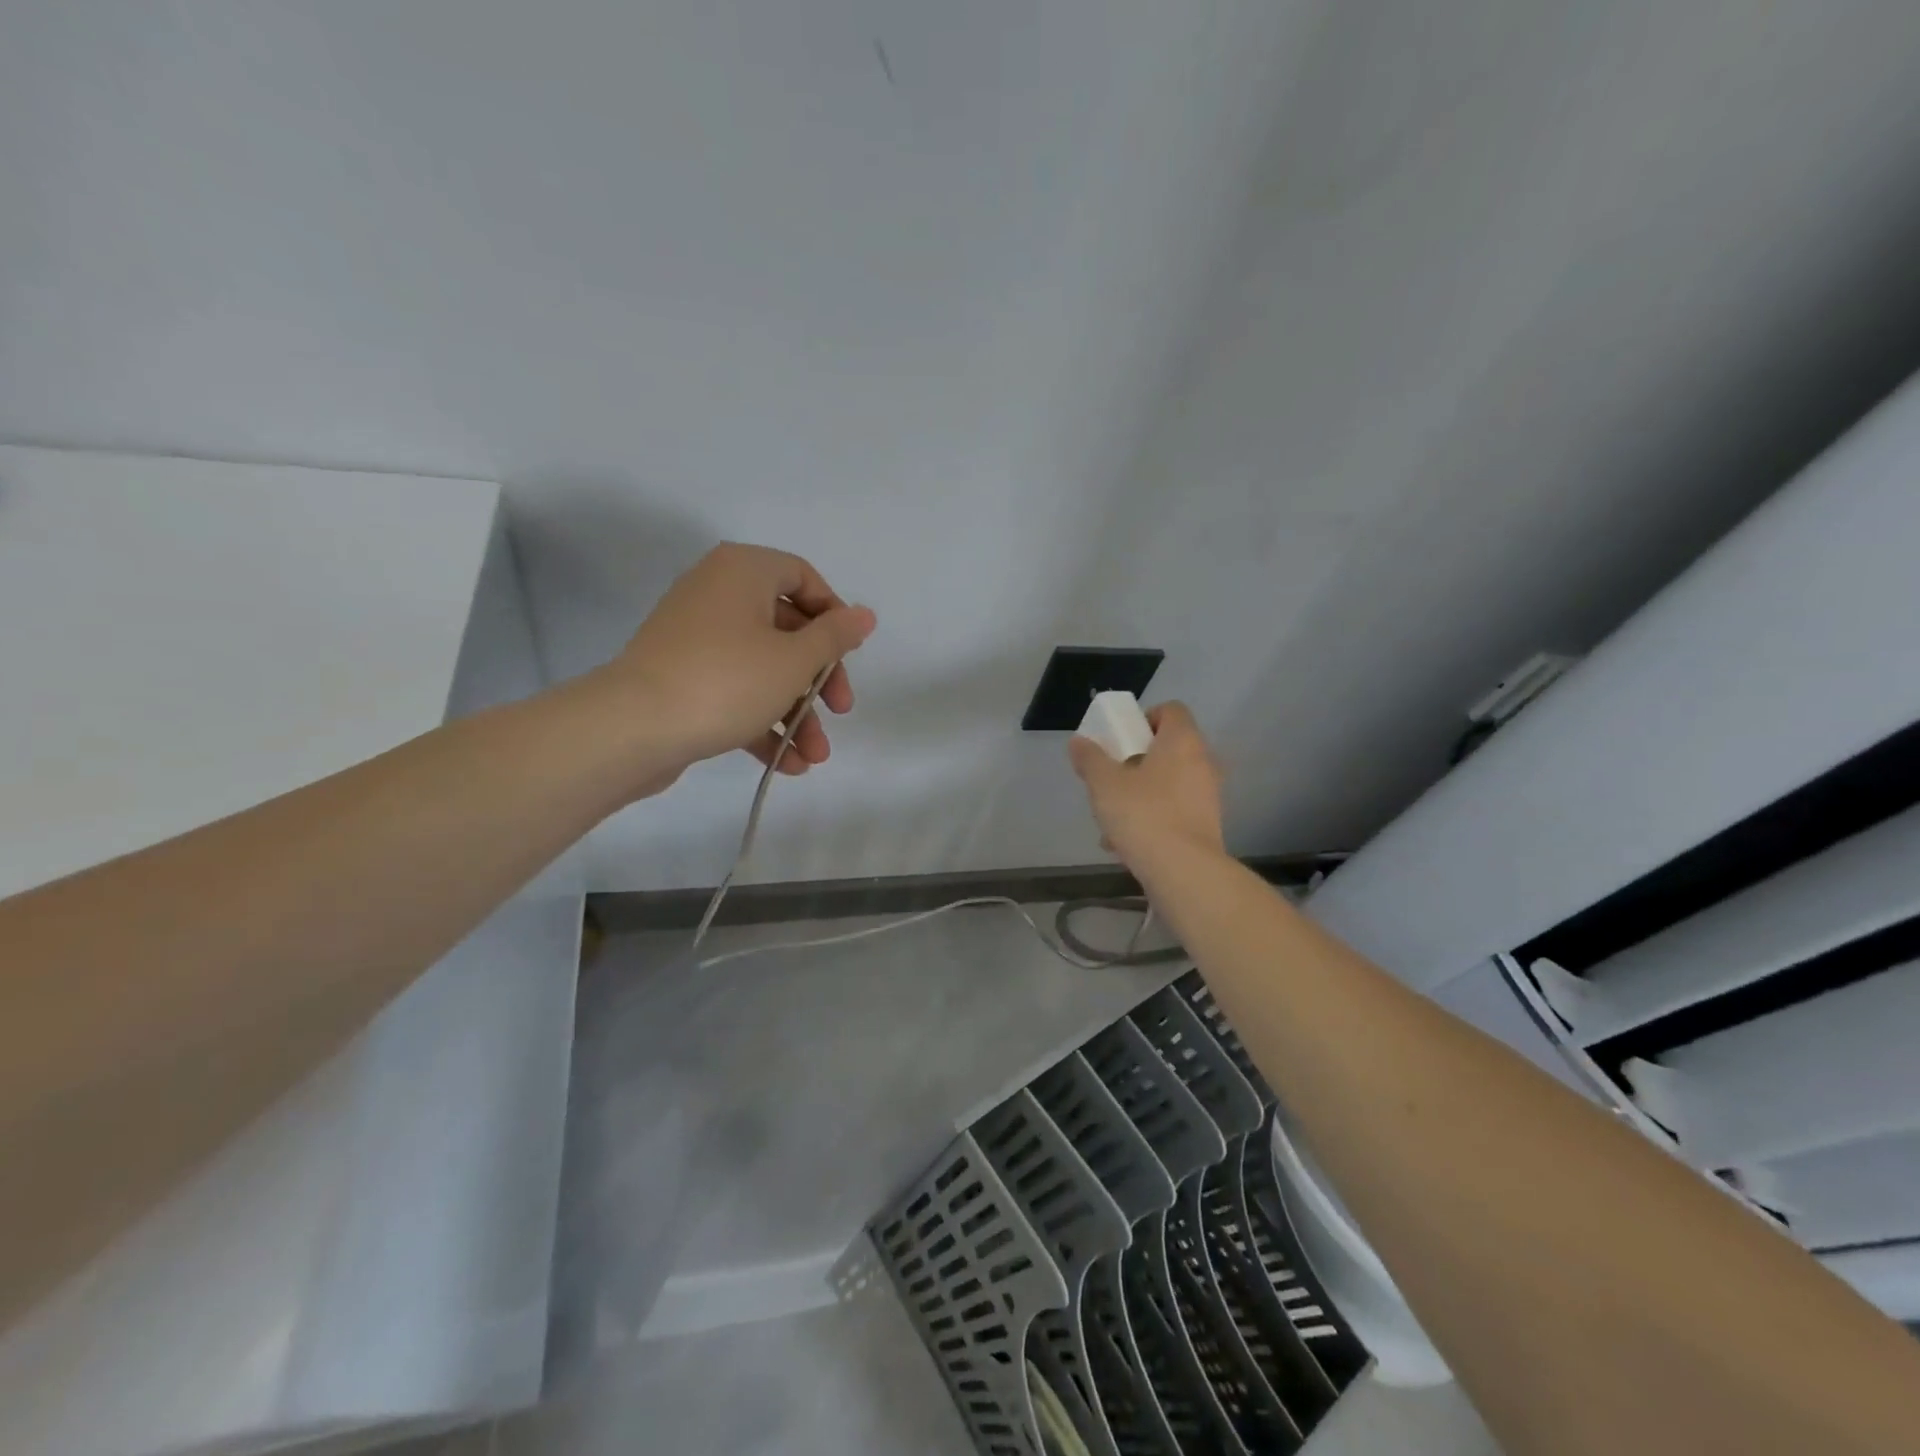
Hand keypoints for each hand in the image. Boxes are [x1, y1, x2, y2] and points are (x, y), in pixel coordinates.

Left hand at [601, 543, 875, 796]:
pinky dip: (762, 721)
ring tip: (814, 757)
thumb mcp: (794, 659)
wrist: (632, 729)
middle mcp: (718, 593)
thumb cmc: (727, 681)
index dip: (834, 616)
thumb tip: (864, 615)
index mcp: (743, 572)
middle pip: (787, 630)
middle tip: (840, 712)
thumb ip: (835, 636)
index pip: (803, 578)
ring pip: (762, 667)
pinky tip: (788, 763)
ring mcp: (696, 637)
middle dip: (818, 680)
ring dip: (795, 712)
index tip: (850, 655)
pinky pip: (734, 689)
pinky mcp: (682, 676)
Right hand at [1068, 702, 1224, 871]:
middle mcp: (1203, 761)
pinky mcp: (1208, 824)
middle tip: (1111, 778)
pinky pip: (1175, 809)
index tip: (1120, 740)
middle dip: (1136, 761)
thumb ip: (1090, 758)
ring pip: (1169, 782)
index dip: (1144, 719)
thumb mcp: (1104, 784)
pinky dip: (1153, 817)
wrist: (1183, 871)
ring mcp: (1209, 794)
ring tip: (1111, 819)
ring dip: (1141, 793)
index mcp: (1182, 740)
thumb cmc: (1143, 815)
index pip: (1170, 710)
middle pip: (1168, 748)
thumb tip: (1079, 742)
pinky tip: (1125, 843)